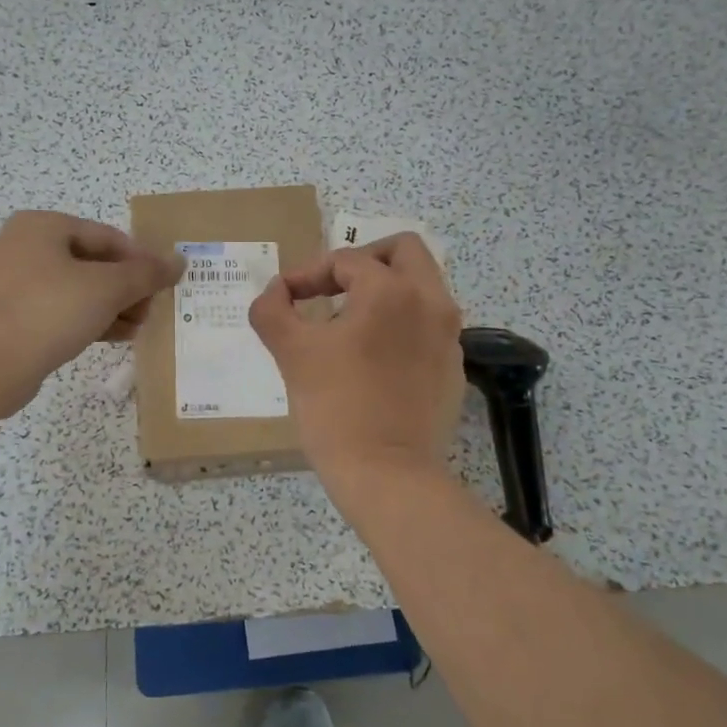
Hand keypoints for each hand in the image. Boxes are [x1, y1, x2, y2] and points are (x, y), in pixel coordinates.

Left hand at [0, 212, 184, 415]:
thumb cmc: (48, 310)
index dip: (141, 259)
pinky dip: (91, 321)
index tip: (166, 285)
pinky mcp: (17, 318)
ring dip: (114, 307)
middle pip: (94, 263)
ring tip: (140, 327)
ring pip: (80, 290)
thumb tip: (178, 260)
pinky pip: (63, 313)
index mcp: (44, 227)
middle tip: (153, 309)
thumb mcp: (106, 287)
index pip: (107, 236)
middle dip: (128, 287)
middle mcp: (27, 248)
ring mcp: (18, 285)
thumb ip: (145, 273)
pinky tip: (117, 337)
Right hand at [248, 233, 464, 484]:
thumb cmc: (335, 408)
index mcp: (391, 291)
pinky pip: (429, 325)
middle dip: (364, 260)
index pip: (346, 260)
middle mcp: (430, 302)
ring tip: (350, 320)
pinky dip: (402, 323)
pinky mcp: (453, 367)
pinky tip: (374, 356)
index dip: (308, 273)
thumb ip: (273, 310)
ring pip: (422, 286)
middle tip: (333, 285)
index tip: (285, 297)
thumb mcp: (291, 353)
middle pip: (403, 251)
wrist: (387, 475)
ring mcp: (448, 336)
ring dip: (385, 289)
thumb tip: (276, 292)